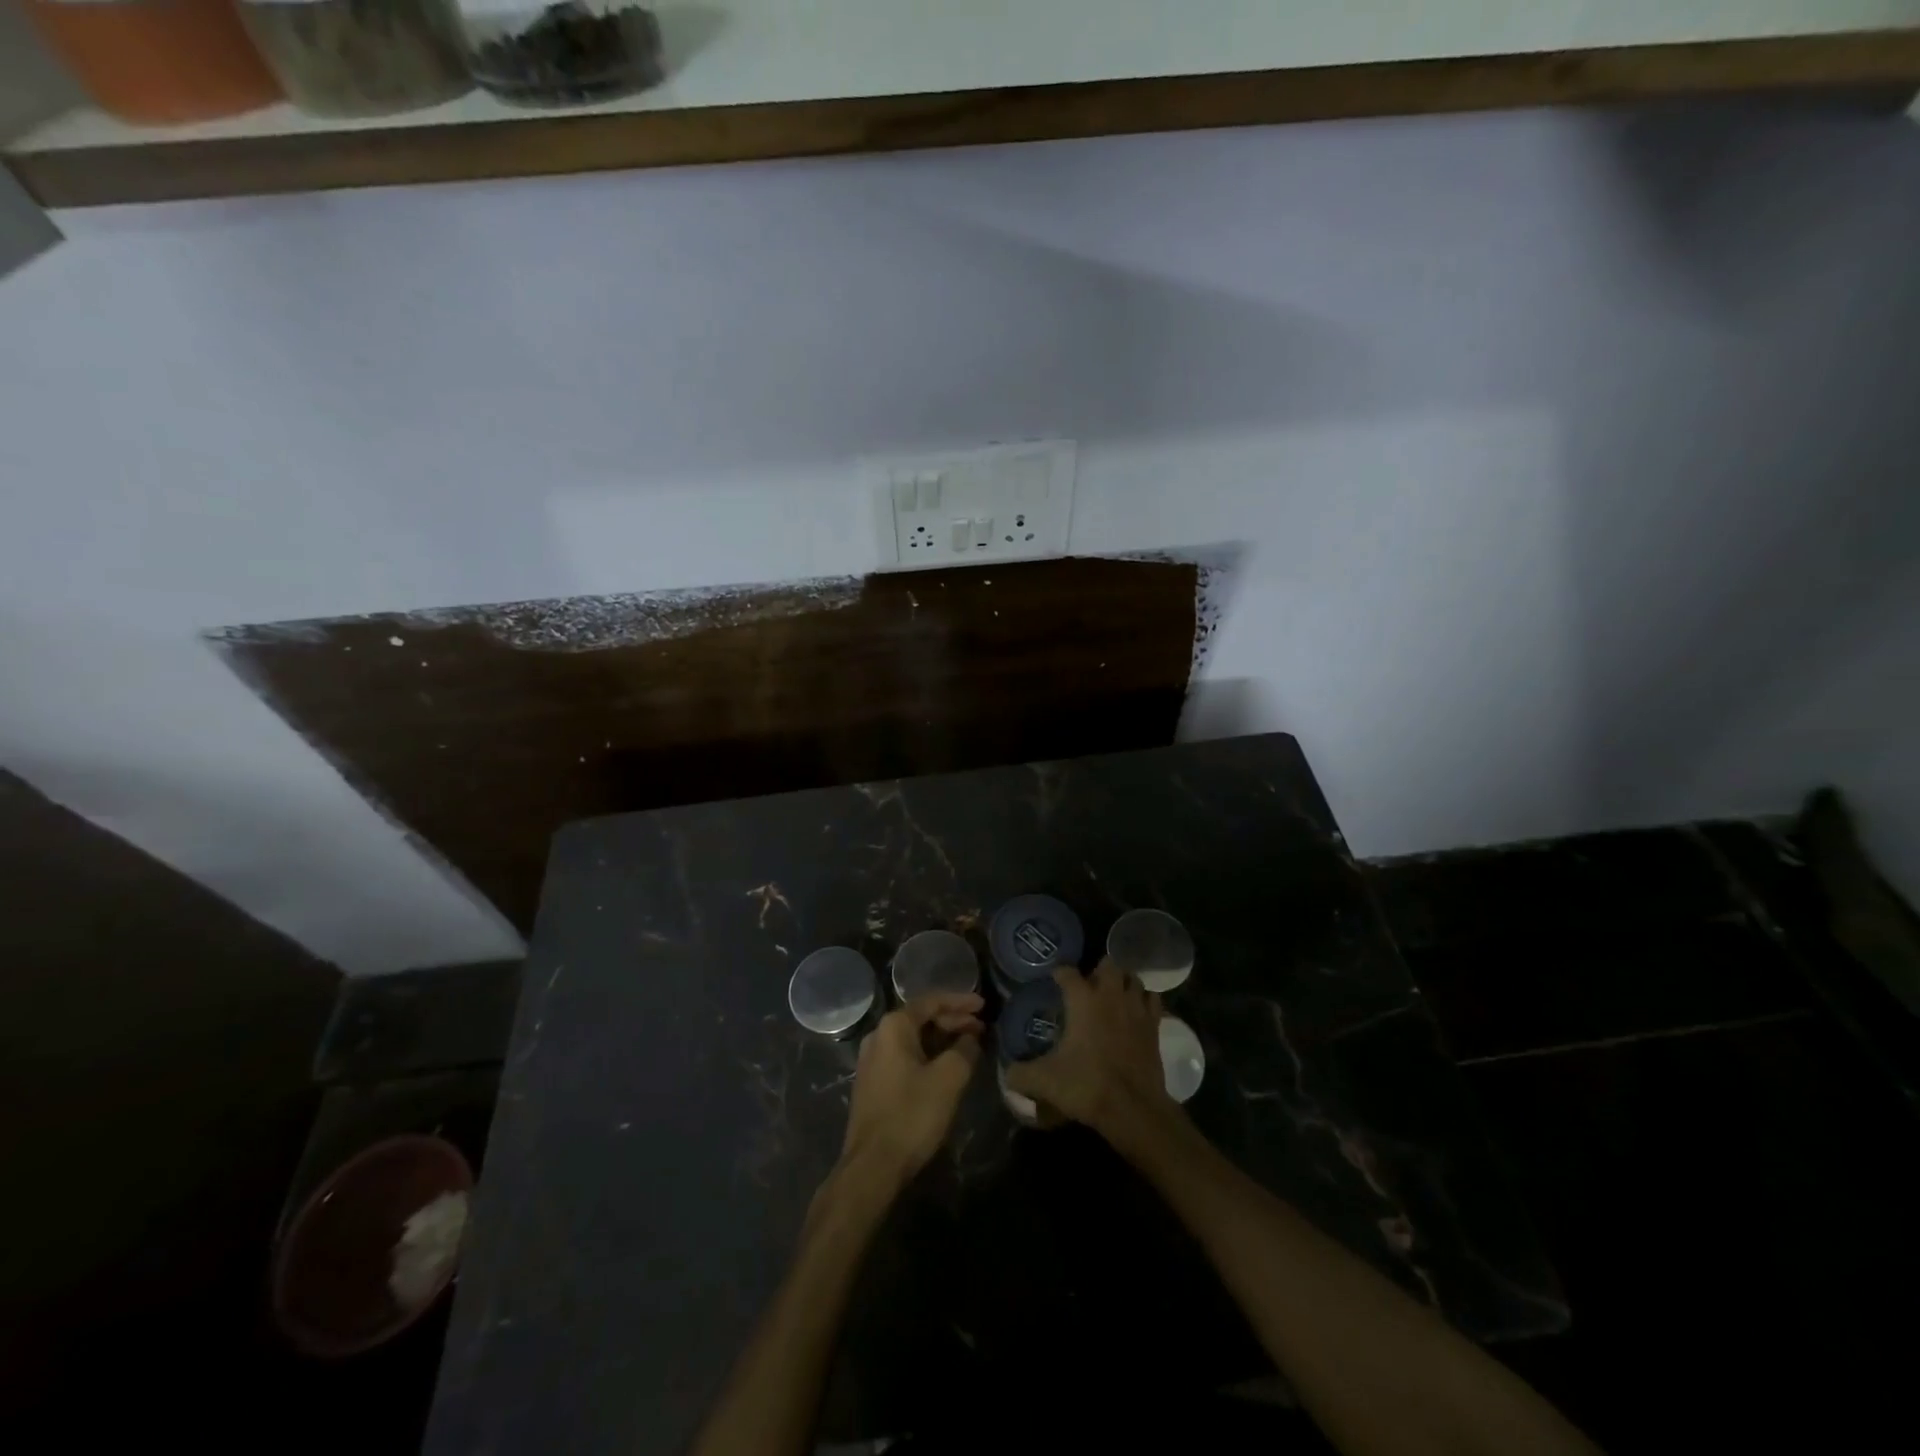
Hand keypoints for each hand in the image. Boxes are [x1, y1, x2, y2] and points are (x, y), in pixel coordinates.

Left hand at [839, 992, 984, 1188]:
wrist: (872, 1167)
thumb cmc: (911, 1115)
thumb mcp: (948, 1079)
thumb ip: (964, 1050)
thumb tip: (971, 1038)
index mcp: (894, 1027)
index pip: (931, 1001)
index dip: (960, 1001)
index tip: (984, 1005)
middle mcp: (879, 1036)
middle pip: (921, 1018)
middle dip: (953, 1021)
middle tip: (982, 1028)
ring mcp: (873, 1060)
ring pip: (914, 1039)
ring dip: (942, 1039)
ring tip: (970, 1045)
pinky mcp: (874, 1083)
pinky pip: (906, 1057)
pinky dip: (929, 1055)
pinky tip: (947, 1067)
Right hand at [1005, 960, 1173, 1138]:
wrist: (1133, 1108)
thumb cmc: (1086, 1085)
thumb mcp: (1043, 1081)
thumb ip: (1020, 1074)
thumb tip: (1006, 1075)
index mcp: (1083, 1000)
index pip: (1068, 972)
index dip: (1060, 974)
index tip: (1054, 980)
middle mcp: (1111, 996)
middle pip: (1108, 965)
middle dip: (1098, 971)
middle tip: (1088, 987)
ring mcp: (1136, 1009)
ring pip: (1134, 979)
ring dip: (1124, 983)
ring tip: (1114, 994)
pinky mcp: (1155, 1026)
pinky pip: (1154, 1001)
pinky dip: (1145, 1001)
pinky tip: (1136, 1012)